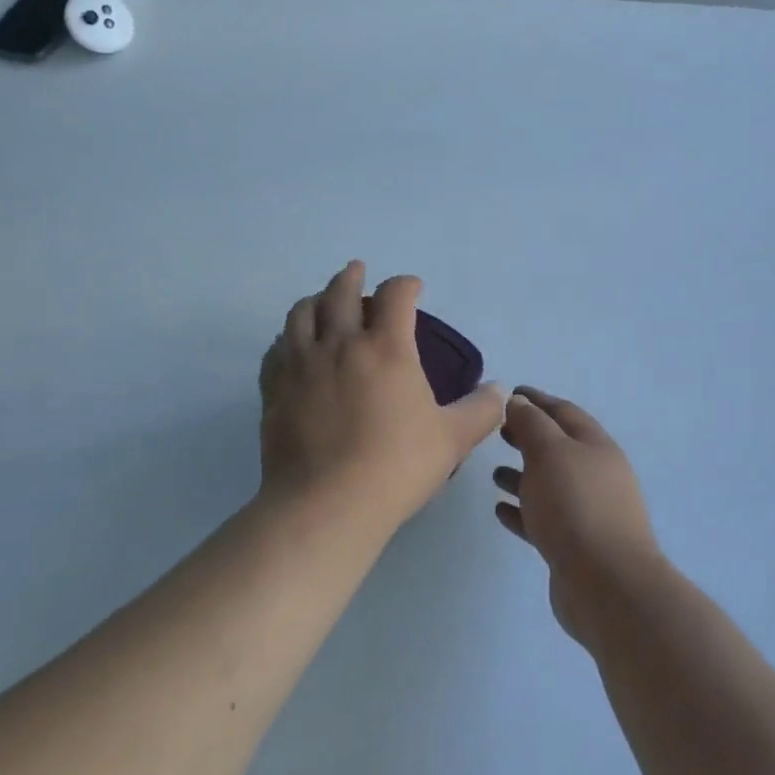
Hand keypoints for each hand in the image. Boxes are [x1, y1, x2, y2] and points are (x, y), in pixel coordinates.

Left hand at [259, 262, 506, 534]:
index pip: (395, 295)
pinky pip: (277, 349)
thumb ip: (480, 410)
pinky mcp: (274, 388)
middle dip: (352, 277)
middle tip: (357, 270)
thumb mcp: (452, 439)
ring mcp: (301, 364)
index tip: (413, 287)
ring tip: (321, 298)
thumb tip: (499, 390)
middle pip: (341, 292)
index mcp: (386, 348)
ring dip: (315, 298)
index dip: (406, 284)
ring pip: (302, 313)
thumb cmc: (396, 466)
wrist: (327, 504)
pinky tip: (291, 345)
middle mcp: (341, 344)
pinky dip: (287, 337)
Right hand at [493, 388, 663, 646]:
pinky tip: (500, 510)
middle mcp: (596, 476)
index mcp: (596, 446)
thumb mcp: (549, 452)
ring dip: (523, 476)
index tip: (508, 395)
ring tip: (493, 473)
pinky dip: (522, 511)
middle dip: (528, 437)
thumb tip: (518, 401)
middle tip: (498, 431)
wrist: (606, 585)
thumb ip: (531, 423)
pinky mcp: (574, 547)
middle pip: (558, 447)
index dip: (536, 400)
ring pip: (550, 485)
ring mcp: (587, 513)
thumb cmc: (575, 505)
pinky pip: (544, 520)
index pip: (563, 412)